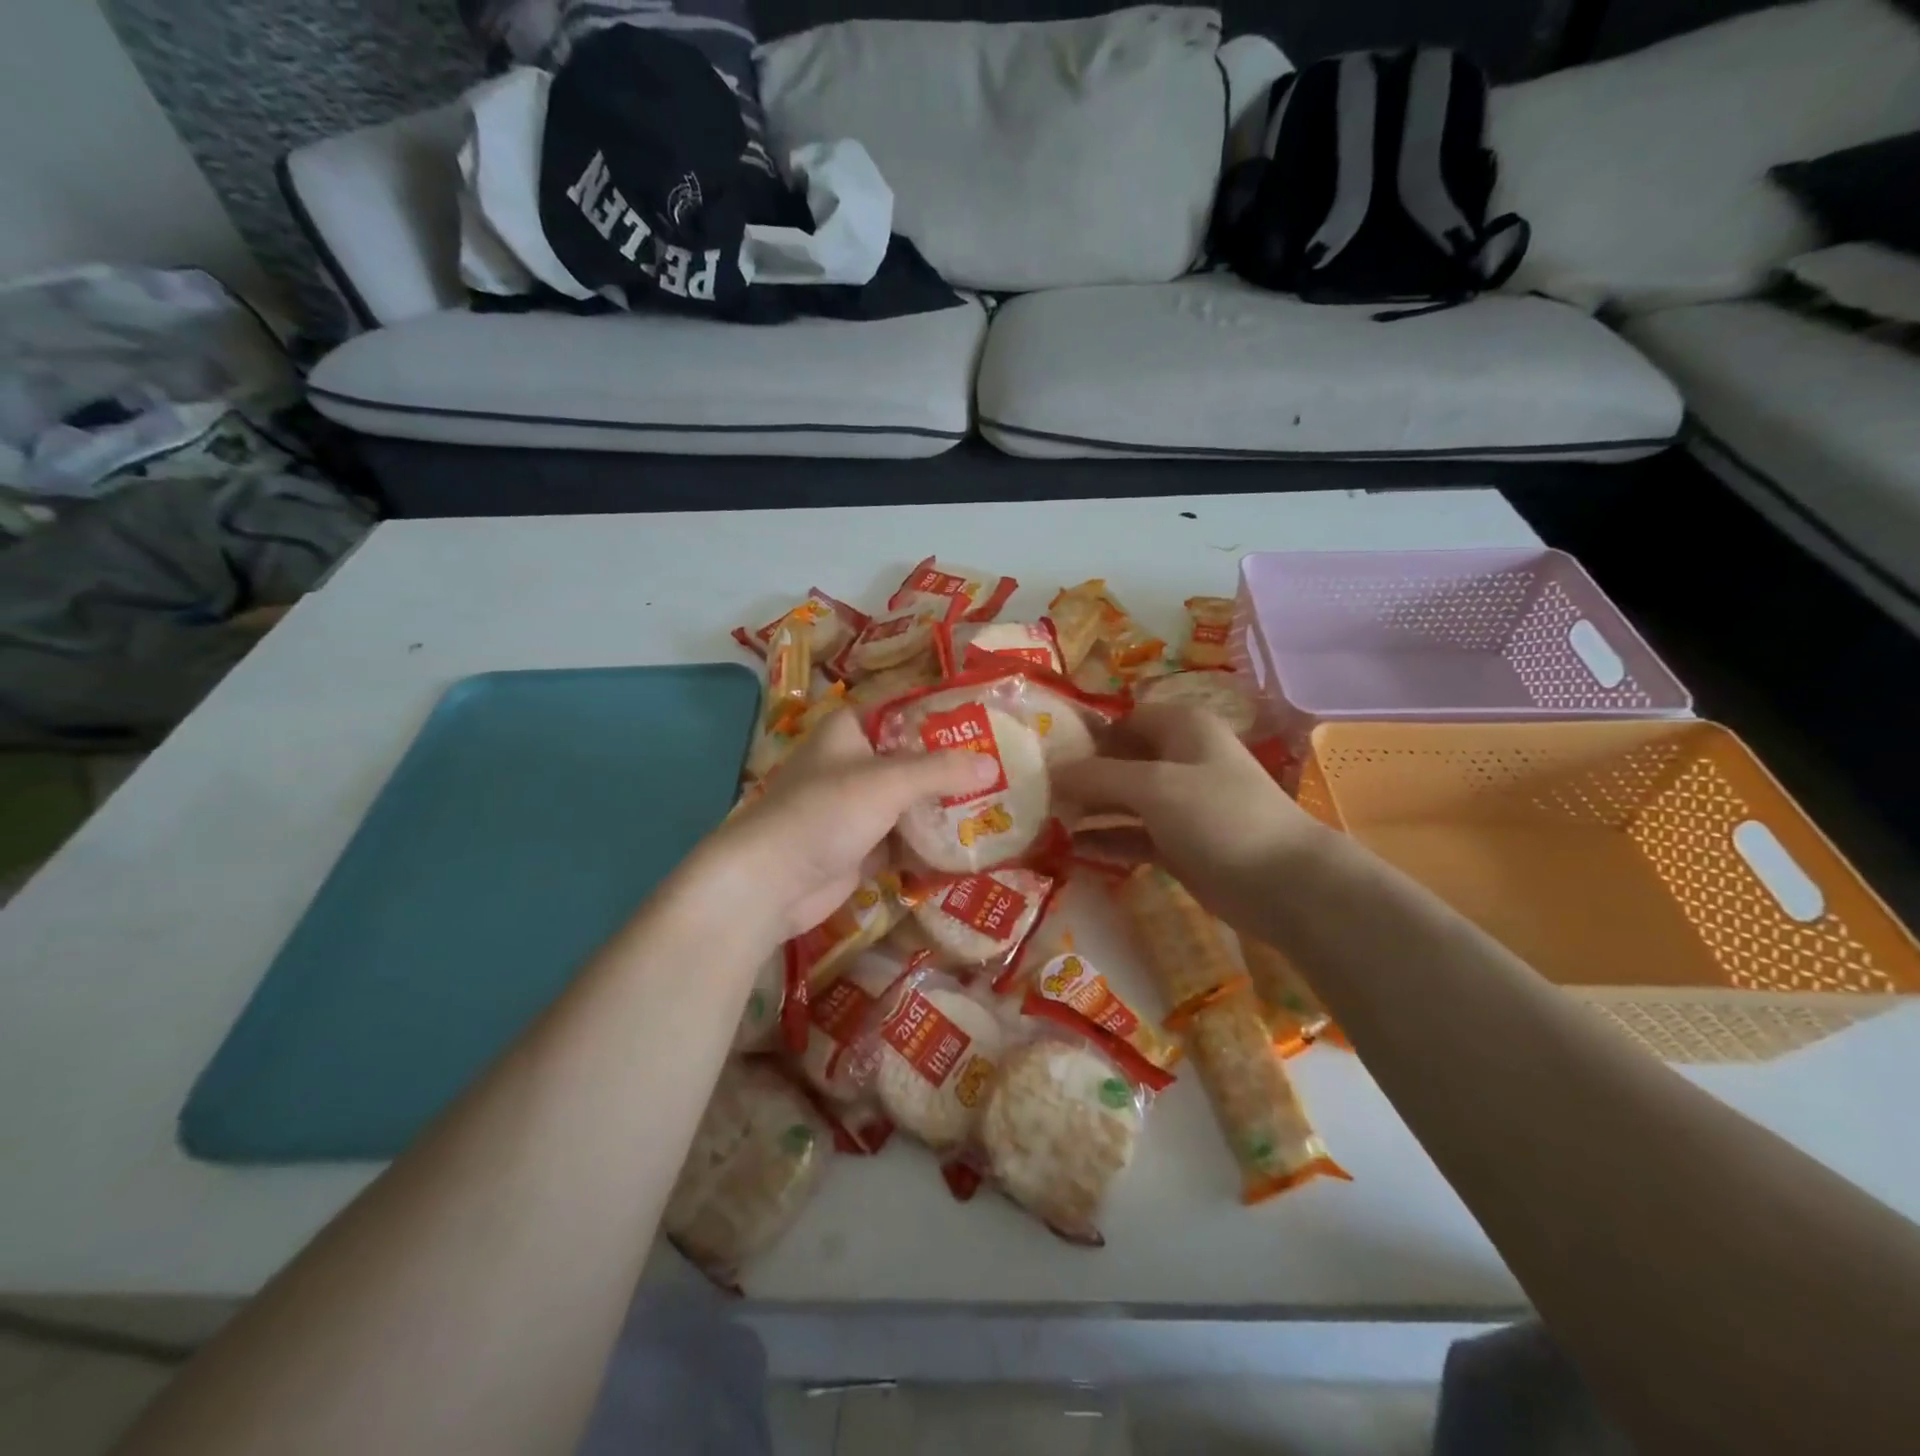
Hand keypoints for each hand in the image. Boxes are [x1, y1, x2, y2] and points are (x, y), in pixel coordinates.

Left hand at [704, 708, 998, 941]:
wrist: (773, 881)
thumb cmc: (826, 812)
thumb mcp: (888, 781)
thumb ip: (940, 771)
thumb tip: (991, 764)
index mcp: (848, 731)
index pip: (902, 713)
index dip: (941, 717)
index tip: (985, 724)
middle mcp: (852, 764)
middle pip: (910, 760)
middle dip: (950, 768)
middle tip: (1002, 769)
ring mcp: (855, 808)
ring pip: (909, 802)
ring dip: (943, 808)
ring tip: (996, 806)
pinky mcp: (860, 846)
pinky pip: (903, 838)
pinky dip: (928, 842)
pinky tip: (968, 843)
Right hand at [1054, 705, 1328, 930]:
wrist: (1283, 883)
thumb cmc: (1219, 816)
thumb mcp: (1153, 787)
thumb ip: (1098, 776)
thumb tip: (1051, 770)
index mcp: (1181, 728)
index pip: (1122, 719)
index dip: (1084, 733)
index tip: (1042, 753)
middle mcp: (1179, 759)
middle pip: (1118, 760)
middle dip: (1079, 775)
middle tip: (1032, 792)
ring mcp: (1179, 803)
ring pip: (1123, 800)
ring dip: (1088, 810)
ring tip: (1041, 822)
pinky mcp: (1178, 842)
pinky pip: (1132, 834)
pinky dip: (1106, 840)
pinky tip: (1071, 850)